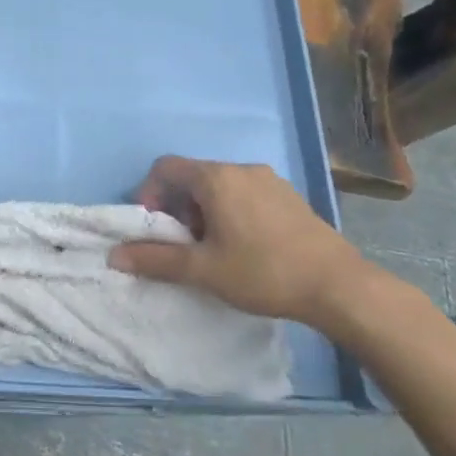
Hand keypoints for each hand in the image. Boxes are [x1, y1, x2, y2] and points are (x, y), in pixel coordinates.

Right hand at [108, 157, 368, 324]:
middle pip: (192, 176)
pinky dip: (231, 211)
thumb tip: (115, 255)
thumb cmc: (263, 273)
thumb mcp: (203, 270)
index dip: (149, 194)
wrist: (340, 287)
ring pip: (219, 185)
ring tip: (213, 248)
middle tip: (183, 244)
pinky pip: (245, 192)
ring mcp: (270, 180)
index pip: (165, 168)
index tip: (154, 228)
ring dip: (204, 210)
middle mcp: (241, 169)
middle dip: (177, 206)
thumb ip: (155, 259)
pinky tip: (245, 246)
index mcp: (216, 178)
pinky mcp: (289, 196)